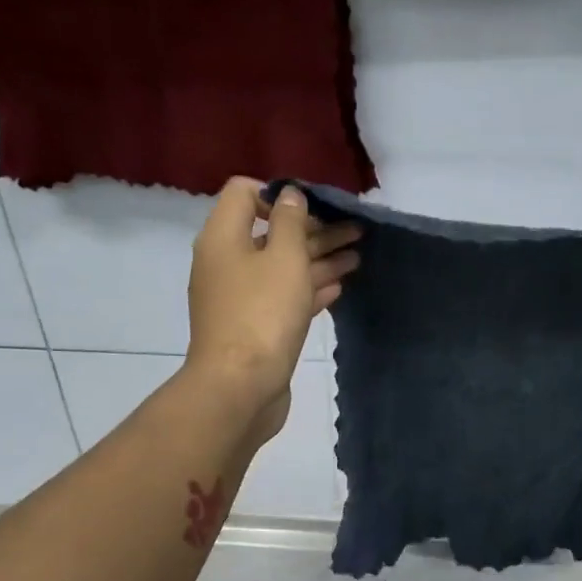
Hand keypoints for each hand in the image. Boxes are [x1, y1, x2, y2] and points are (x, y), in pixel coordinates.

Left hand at [184, 178, 359, 441]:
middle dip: (314, 230)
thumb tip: (289, 194)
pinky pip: (283, 298)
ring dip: (319, 260)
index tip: (316, 207)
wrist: (240, 387)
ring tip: (357, 257)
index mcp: (224, 237)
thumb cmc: (262, 314)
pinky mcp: (254, 327)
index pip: (245, 193)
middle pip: (271, 233)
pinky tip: (337, 288)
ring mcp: (240, 298)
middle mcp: (227, 263)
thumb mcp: (284, 258)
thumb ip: (291, 222)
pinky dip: (309, 289)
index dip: (280, 194)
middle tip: (356, 231)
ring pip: (282, 268)